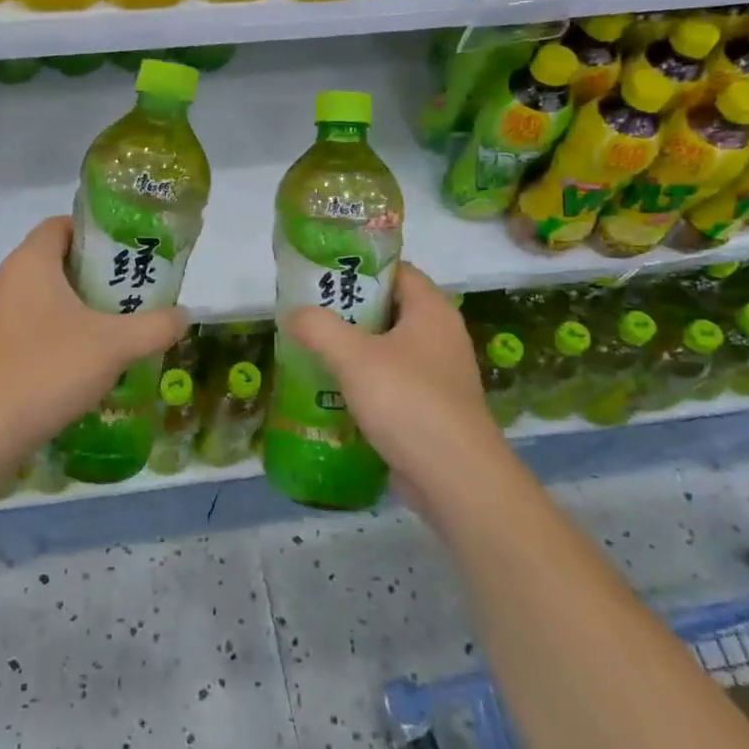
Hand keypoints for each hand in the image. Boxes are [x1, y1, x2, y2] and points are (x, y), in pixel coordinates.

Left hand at [0, 217, 188, 451]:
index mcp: (30, 262)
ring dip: (82, 307)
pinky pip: (35, 326)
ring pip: (48, 297)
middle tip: (135, 291)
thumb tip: (185, 315)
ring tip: (120, 326)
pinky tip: (89, 360)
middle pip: (58, 261)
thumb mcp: (114, 346)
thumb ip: (155, 326)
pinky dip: (63, 333)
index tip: (129, 252)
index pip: (62, 224)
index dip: (97, 231)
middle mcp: (8, 280)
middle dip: (98, 274)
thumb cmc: (48, 368)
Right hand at [282, 263, 508, 512]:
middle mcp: (441, 336)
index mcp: (432, 311)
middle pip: (389, 308)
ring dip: (352, 349)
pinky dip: (364, 381)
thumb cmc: (408, 402)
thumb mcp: (354, 357)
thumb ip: (318, 328)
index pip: (396, 271)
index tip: (321, 275)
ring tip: (311, 350)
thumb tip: (293, 313)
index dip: (360, 268)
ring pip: (388, 348)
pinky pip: (392, 382)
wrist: (455, 479)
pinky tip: (332, 391)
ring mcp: (439, 374)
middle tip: (307, 313)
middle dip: (348, 311)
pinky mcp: (432, 408)